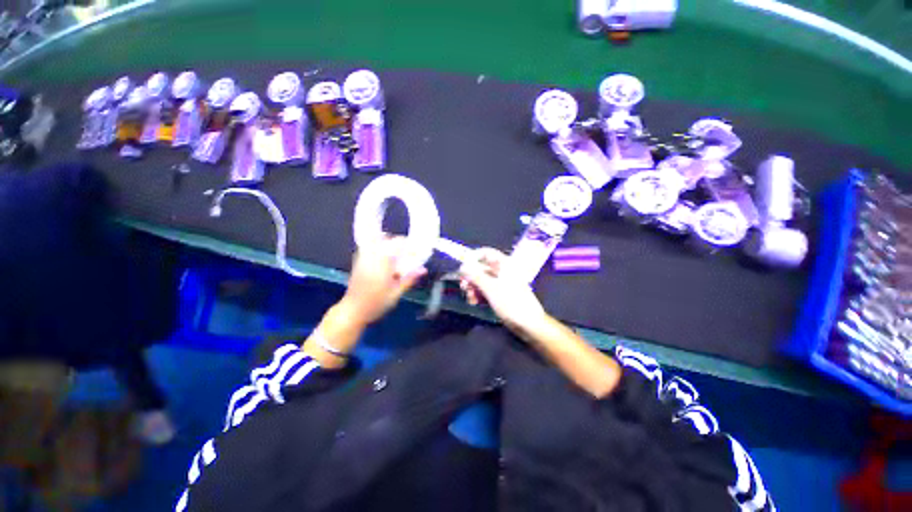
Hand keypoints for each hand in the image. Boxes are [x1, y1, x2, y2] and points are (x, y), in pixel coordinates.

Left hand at [341, 236, 426, 324]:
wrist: (353, 310)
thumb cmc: (376, 303)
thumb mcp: (396, 293)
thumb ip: (409, 278)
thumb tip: (423, 269)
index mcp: (383, 262)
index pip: (396, 243)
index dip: (408, 244)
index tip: (415, 251)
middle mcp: (372, 256)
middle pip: (386, 239)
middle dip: (398, 243)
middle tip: (406, 253)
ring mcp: (363, 258)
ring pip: (375, 241)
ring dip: (387, 243)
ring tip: (395, 255)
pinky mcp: (358, 262)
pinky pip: (368, 247)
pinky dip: (377, 247)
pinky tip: (383, 259)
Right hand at [459, 248, 546, 337]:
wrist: (529, 324)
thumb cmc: (511, 303)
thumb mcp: (491, 288)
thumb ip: (475, 276)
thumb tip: (462, 266)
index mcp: (504, 264)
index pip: (485, 253)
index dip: (472, 257)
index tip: (462, 268)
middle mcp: (502, 271)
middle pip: (481, 267)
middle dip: (471, 276)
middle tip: (463, 287)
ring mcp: (502, 283)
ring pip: (482, 280)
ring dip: (473, 287)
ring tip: (470, 298)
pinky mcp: (501, 294)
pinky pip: (486, 290)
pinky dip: (479, 294)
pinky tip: (474, 302)